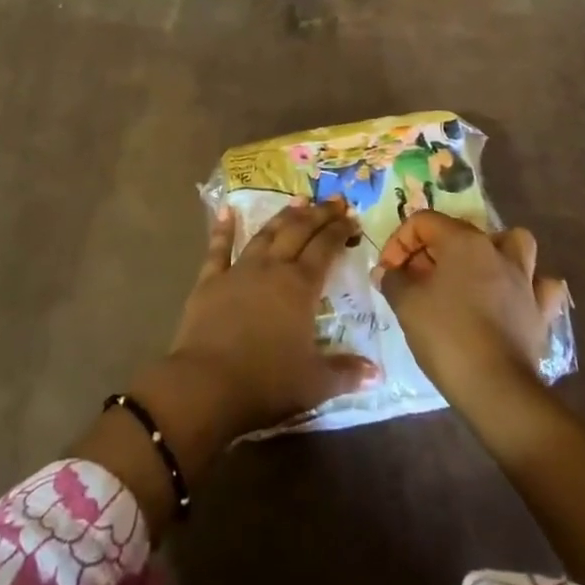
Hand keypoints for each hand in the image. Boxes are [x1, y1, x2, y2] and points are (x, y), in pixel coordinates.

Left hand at [165, 199, 378, 441]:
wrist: (207, 384)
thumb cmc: (267, 383)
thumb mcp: (314, 383)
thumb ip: (346, 373)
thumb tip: (377, 373)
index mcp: (301, 286)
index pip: (325, 248)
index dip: (339, 230)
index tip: (352, 217)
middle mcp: (273, 268)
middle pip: (299, 231)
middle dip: (318, 214)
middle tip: (334, 200)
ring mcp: (239, 270)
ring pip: (266, 234)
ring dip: (283, 215)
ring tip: (298, 200)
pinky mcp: (210, 280)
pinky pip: (219, 248)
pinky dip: (223, 228)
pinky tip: (227, 210)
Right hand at [377, 213, 567, 413]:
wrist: (496, 388)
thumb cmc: (447, 336)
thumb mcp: (407, 304)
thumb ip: (394, 280)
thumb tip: (387, 272)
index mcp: (463, 241)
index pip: (424, 222)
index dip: (399, 242)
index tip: (389, 272)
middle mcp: (497, 251)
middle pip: (461, 232)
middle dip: (433, 250)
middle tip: (416, 279)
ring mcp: (524, 280)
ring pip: (514, 245)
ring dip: (493, 252)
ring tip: (473, 273)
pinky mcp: (540, 311)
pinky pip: (541, 286)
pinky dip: (529, 287)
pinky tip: (514, 298)